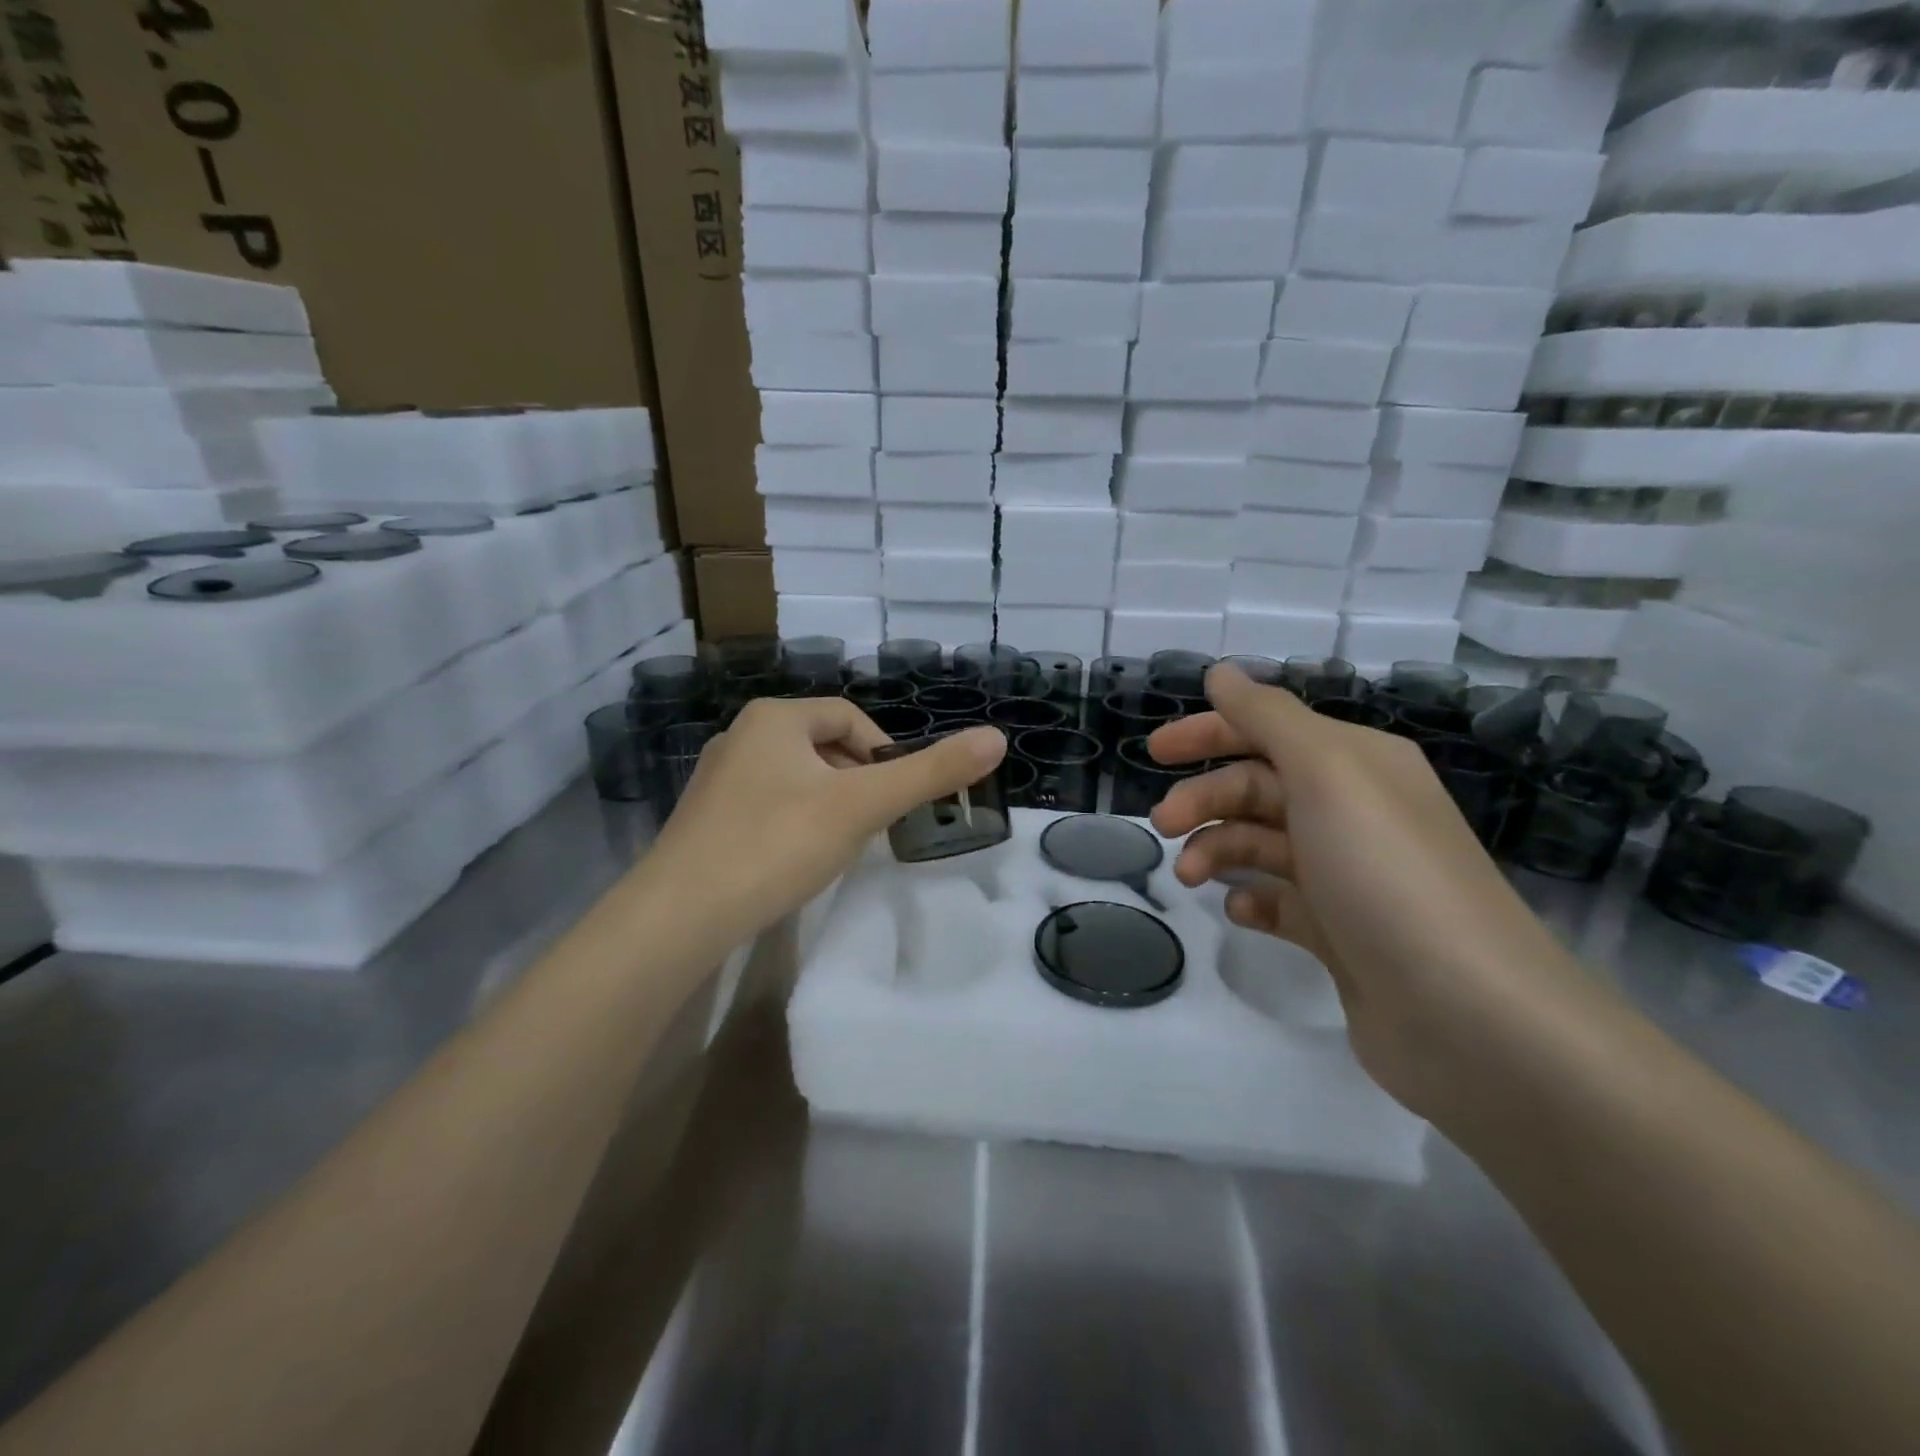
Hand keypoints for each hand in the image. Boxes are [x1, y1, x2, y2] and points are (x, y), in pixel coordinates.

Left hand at [636, 698, 1005, 939]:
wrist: (680, 915)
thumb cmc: (777, 844)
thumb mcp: (863, 806)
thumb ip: (930, 772)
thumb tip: (997, 738)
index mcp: (774, 717)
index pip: (849, 717)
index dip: (885, 752)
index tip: (898, 797)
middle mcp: (741, 735)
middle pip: (823, 746)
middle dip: (857, 781)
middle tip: (874, 825)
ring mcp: (718, 778)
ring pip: (797, 778)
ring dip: (830, 803)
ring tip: (842, 845)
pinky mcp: (706, 819)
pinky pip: (769, 805)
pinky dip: (796, 823)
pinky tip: (799, 860)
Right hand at [1147, 665, 1591, 1118]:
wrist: (1469, 1014)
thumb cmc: (1386, 872)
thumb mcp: (1326, 773)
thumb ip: (1268, 718)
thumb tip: (1222, 672)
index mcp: (1357, 763)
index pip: (1269, 730)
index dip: (1209, 732)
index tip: (1154, 752)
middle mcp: (1354, 811)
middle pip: (1258, 787)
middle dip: (1204, 799)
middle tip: (1162, 826)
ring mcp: (1347, 875)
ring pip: (1261, 844)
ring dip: (1217, 850)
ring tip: (1191, 878)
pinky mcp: (1340, 933)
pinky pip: (1280, 902)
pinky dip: (1251, 900)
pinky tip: (1239, 913)